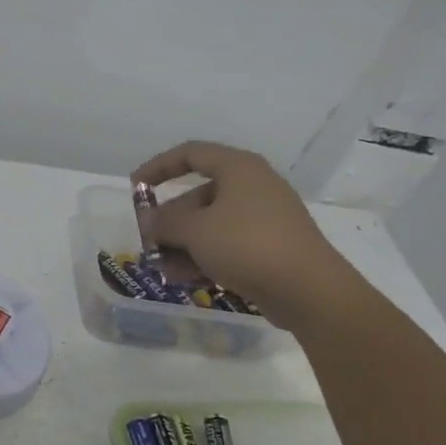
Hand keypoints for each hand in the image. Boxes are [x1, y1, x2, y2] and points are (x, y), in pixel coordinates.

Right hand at [131, 140, 360, 330]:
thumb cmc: (247, 245)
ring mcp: (264, 218)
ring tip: (164, 268)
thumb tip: (148, 221)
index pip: (190, 153)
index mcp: (238, 169)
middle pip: (198, 195)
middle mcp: (252, 187)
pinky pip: (227, 244)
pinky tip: (186, 278)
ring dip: (182, 244)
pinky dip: (204, 257)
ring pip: (210, 224)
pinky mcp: (270, 247)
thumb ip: (164, 222)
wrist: (310, 291)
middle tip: (149, 241)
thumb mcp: (194, 231)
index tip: (135, 188)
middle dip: (169, 221)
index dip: (158, 167)